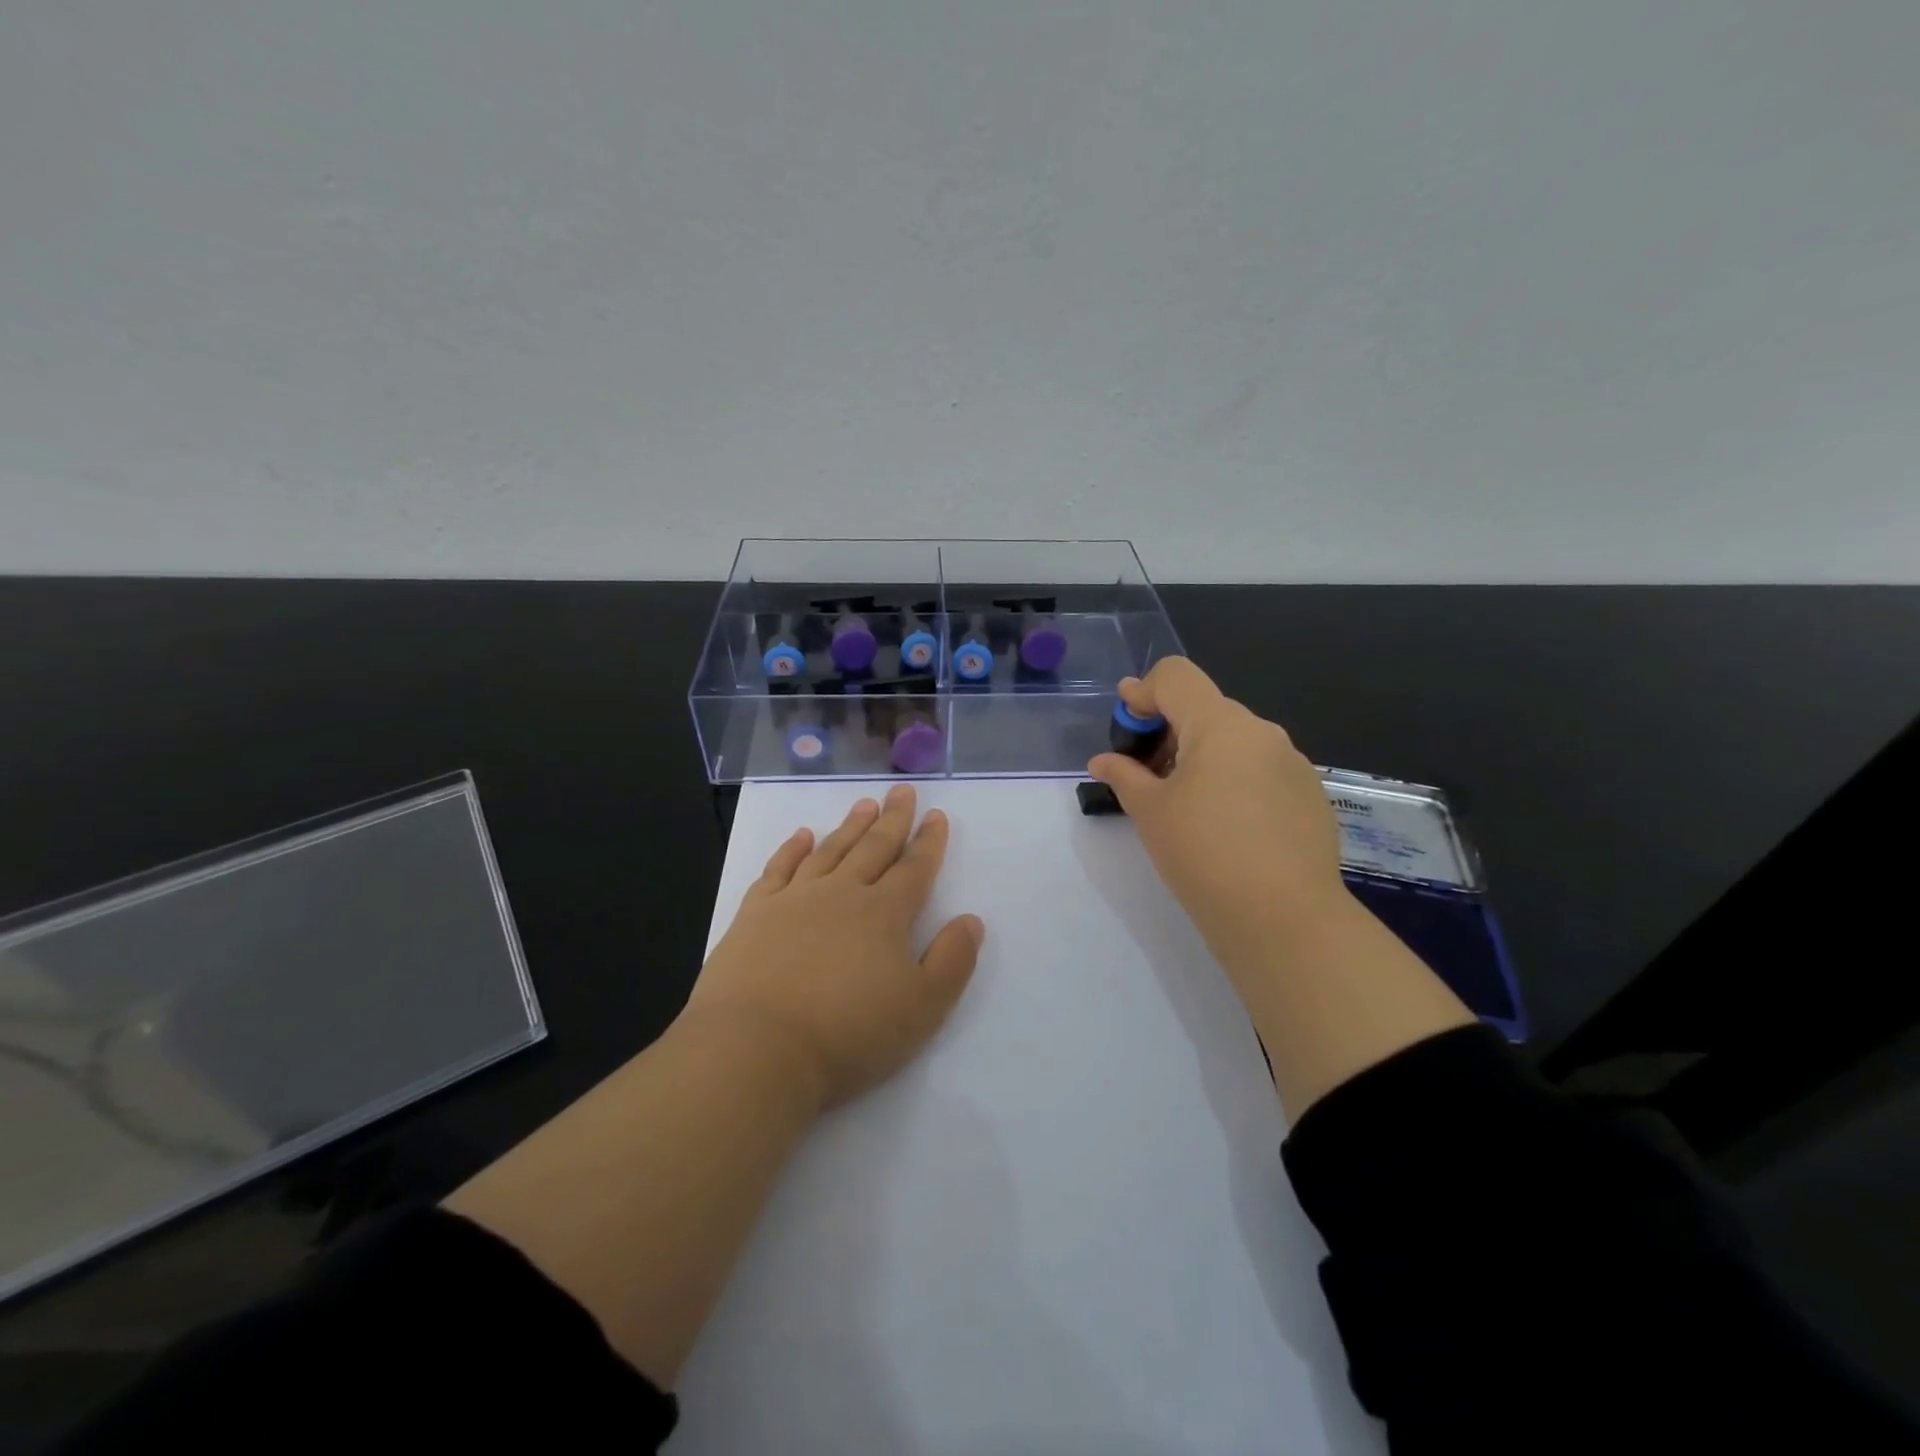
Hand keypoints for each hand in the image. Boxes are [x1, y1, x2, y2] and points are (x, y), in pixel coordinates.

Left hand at [686, 784, 985, 1111]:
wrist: (756, 1048)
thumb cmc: (848, 1033)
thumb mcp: (923, 1008)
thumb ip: (952, 960)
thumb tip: (971, 920)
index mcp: (884, 914)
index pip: (914, 869)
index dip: (929, 842)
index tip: (936, 815)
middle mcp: (842, 894)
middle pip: (873, 848)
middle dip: (892, 819)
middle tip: (902, 791)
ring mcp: (794, 900)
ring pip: (830, 851)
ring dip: (849, 827)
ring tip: (864, 804)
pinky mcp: (754, 914)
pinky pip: (778, 869)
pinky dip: (791, 849)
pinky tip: (802, 835)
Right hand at [1088, 658, 1347, 975]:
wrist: (1283, 918)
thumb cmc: (1203, 853)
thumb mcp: (1150, 812)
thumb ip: (1124, 776)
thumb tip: (1103, 761)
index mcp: (1219, 724)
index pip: (1175, 676)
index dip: (1142, 691)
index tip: (1126, 726)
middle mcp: (1261, 731)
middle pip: (1206, 708)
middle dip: (1170, 728)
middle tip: (1147, 772)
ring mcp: (1293, 763)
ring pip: (1236, 740)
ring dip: (1203, 754)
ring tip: (1185, 802)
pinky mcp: (1310, 795)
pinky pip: (1262, 769)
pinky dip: (1234, 778)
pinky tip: (1226, 824)